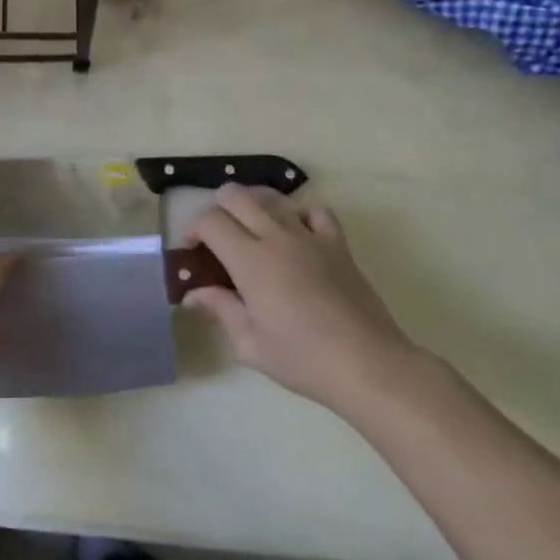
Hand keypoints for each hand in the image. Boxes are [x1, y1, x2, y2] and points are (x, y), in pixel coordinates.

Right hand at [183, 185, 420, 415]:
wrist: (368, 364)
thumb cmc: (303, 359)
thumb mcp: (250, 344)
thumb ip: (220, 310)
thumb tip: (193, 295)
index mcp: (250, 260)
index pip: (210, 221)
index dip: (193, 229)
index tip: (191, 252)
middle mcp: (277, 236)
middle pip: (236, 195)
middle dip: (217, 208)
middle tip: (217, 238)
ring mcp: (310, 236)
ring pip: (272, 197)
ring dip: (254, 208)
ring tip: (252, 234)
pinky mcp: (337, 243)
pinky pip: (315, 211)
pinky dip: (299, 216)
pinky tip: (296, 237)